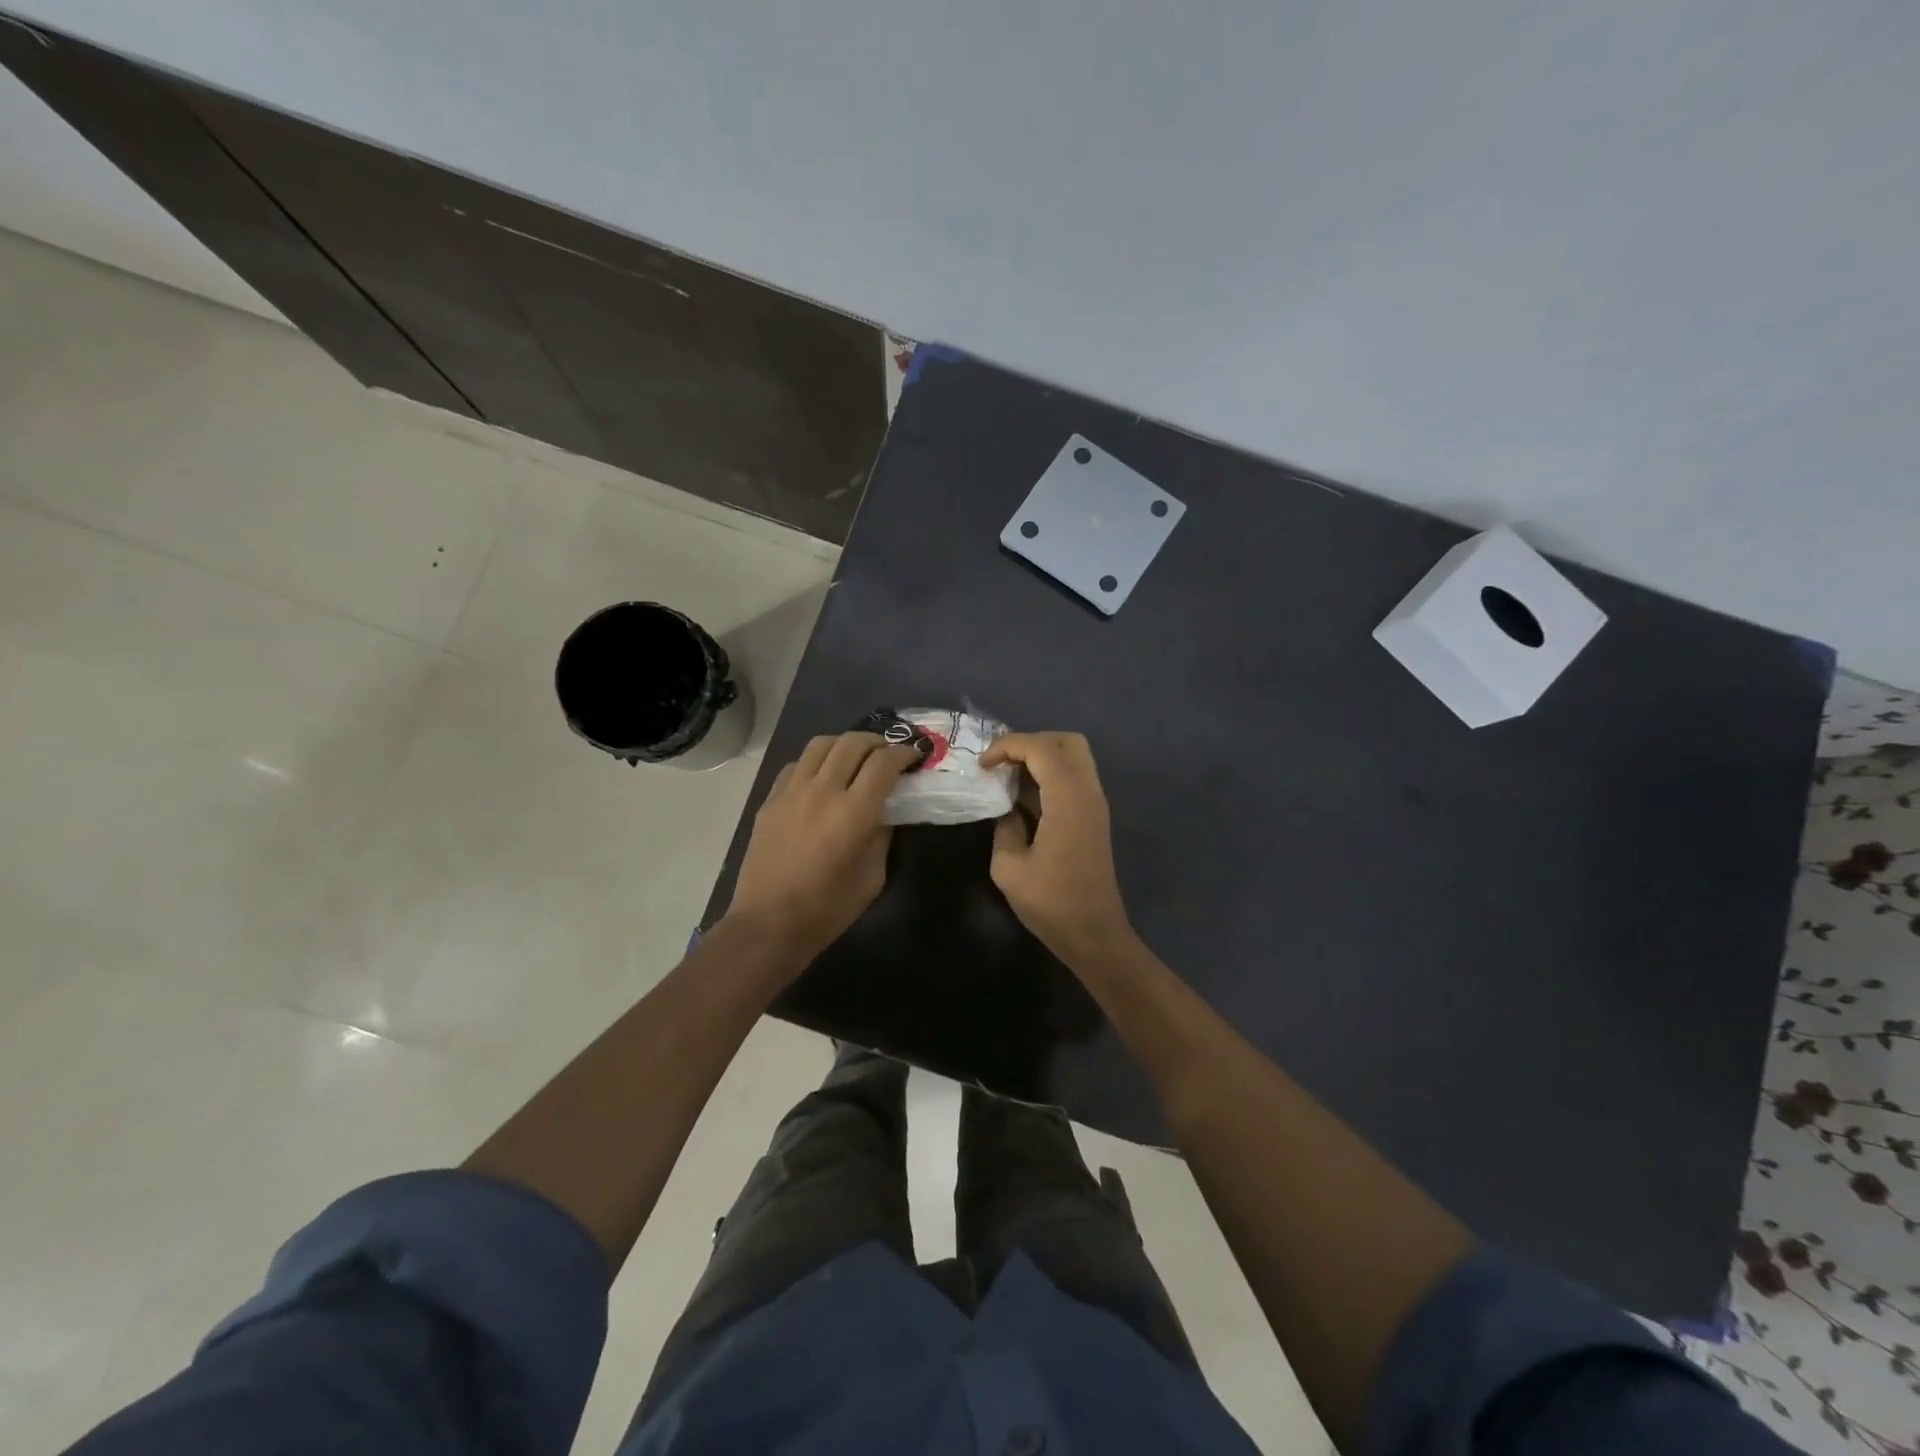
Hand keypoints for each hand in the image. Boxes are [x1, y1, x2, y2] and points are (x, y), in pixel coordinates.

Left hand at [728, 732, 917, 963]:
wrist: (769, 924)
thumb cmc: (828, 908)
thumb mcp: (873, 877)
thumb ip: (883, 836)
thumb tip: (885, 811)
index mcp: (853, 812)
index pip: (884, 763)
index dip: (904, 754)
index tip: (914, 757)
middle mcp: (822, 791)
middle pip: (853, 742)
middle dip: (878, 742)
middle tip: (888, 755)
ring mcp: (792, 791)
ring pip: (821, 744)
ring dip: (845, 744)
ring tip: (856, 757)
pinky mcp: (771, 799)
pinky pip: (797, 764)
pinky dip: (817, 761)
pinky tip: (822, 778)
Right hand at [980, 731, 1137, 966]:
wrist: (1094, 934)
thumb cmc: (1051, 903)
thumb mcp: (1009, 866)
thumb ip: (1005, 826)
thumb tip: (1008, 810)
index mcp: (1068, 799)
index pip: (1041, 747)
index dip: (1008, 746)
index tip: (982, 766)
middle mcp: (1088, 792)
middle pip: (1067, 741)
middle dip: (1030, 742)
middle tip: (1002, 763)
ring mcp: (1095, 804)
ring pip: (1074, 756)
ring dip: (1041, 757)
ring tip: (1009, 777)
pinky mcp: (1094, 817)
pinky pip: (1074, 778)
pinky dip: (1050, 774)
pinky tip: (1024, 797)